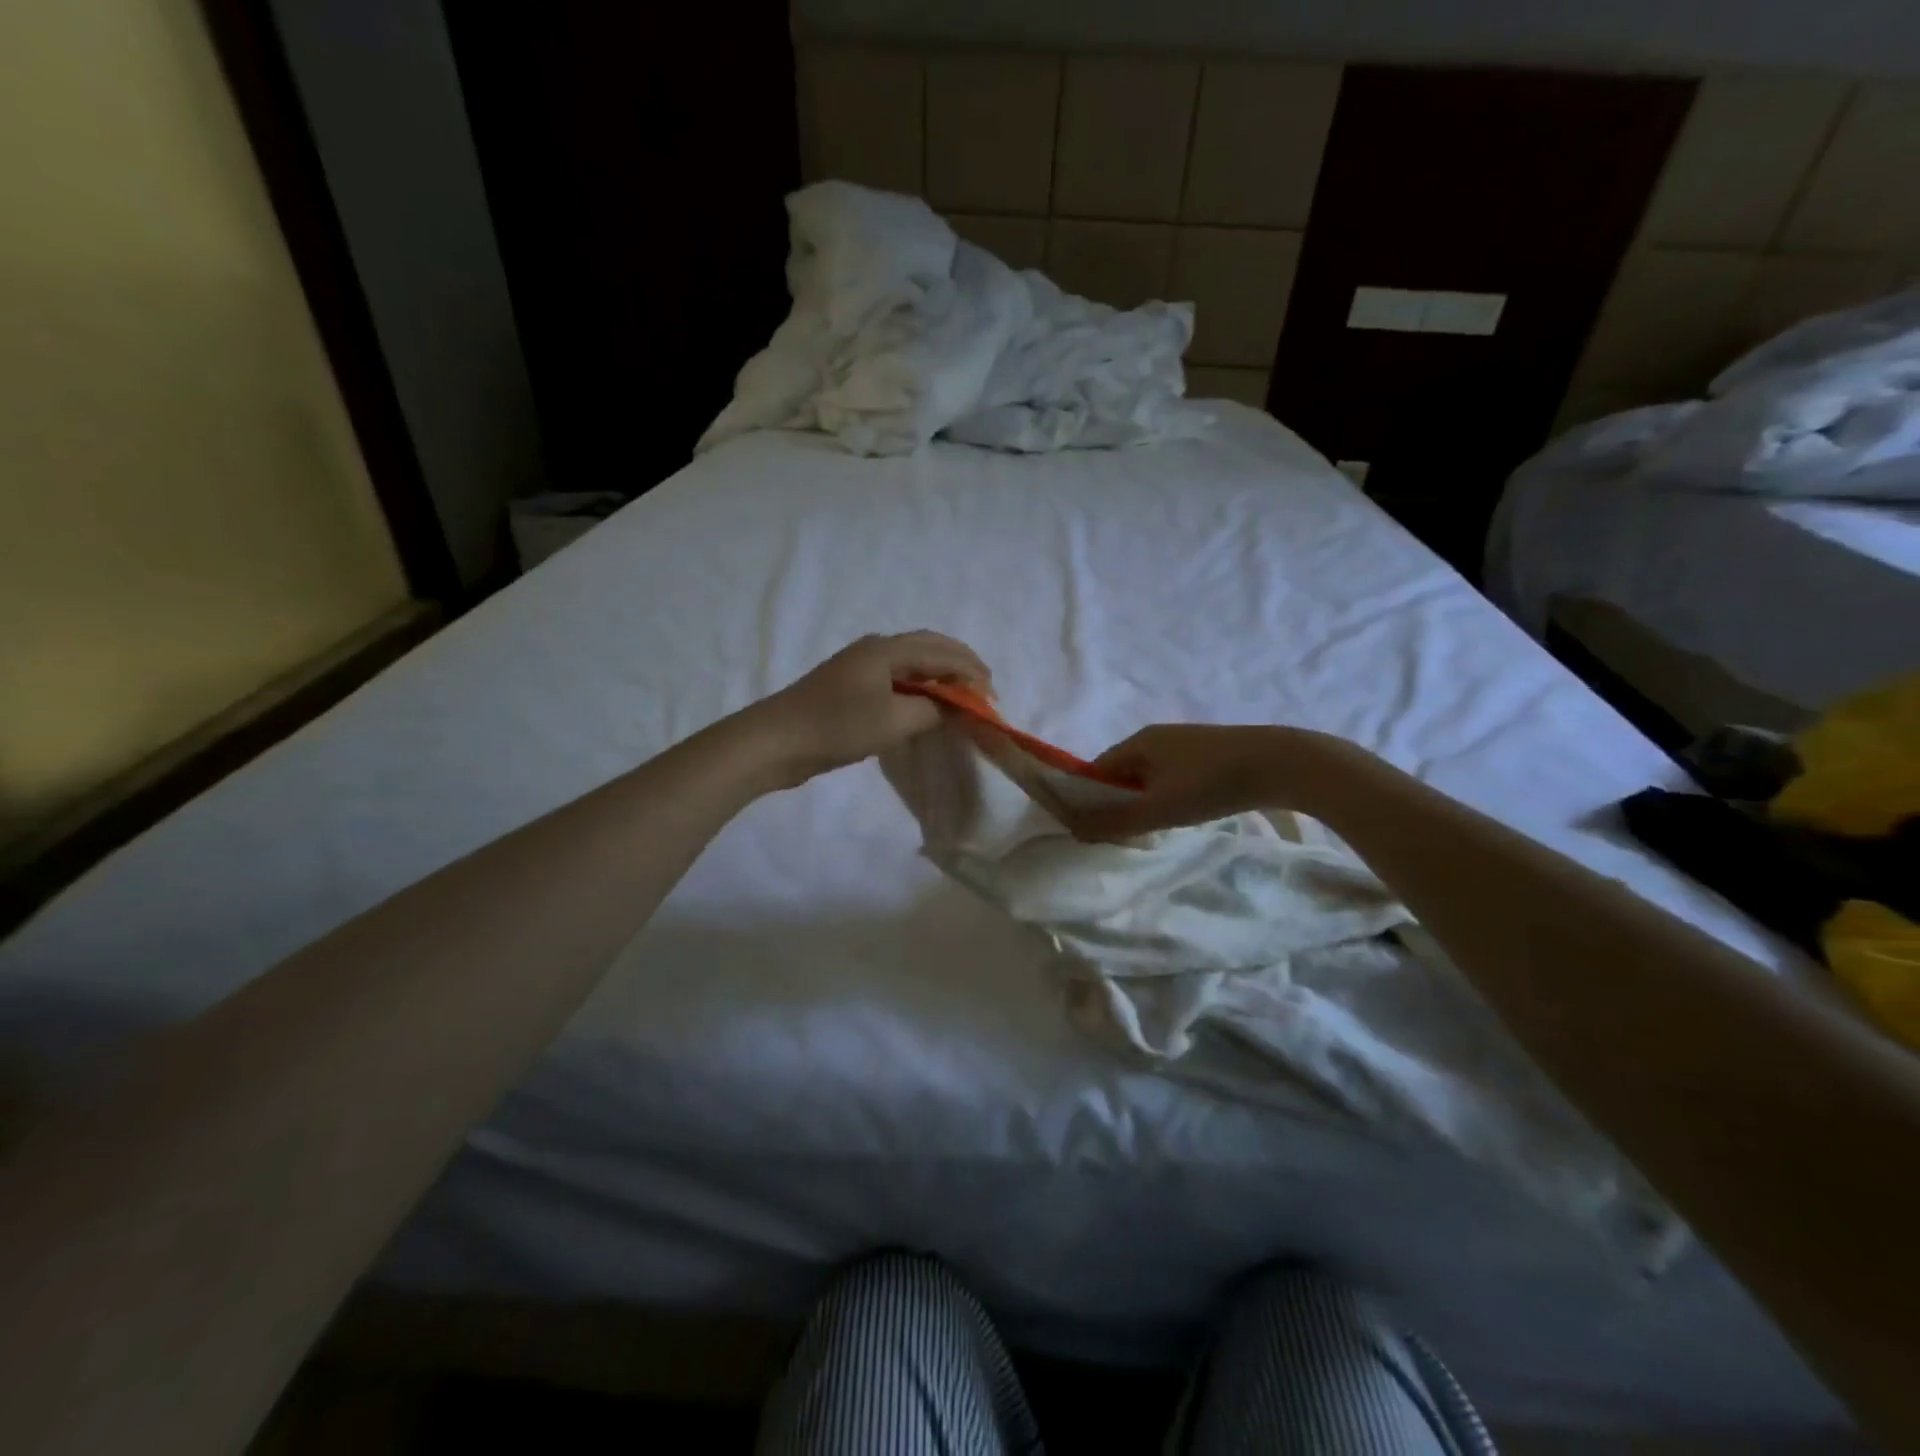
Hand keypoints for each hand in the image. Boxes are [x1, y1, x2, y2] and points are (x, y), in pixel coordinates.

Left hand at [746, 632, 992, 786]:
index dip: (972, 673)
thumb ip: (931, 709)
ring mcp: (860, 667)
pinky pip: (897, 679)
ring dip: (940, 676)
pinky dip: (921, 687)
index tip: (993, 699)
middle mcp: (876, 649)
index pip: (942, 652)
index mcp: (887, 649)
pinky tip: (927, 705)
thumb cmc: (836, 727)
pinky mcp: (850, 688)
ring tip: (962, 696)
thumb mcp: (893, 721)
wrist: (775, 742)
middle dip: (960, 666)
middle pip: (929, 648)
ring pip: (912, 663)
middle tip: (984, 689)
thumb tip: (952, 705)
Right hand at [1060, 723, 1345, 839]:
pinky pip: (1172, 773)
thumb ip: (1114, 822)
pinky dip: (1168, 793)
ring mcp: (1183, 741)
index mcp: (1136, 742)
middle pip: (1122, 771)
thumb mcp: (1157, 809)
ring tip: (1156, 826)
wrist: (1279, 763)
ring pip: (1149, 774)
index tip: (1093, 828)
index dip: (1089, 799)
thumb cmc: (1209, 784)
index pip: (1097, 771)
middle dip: (1118, 801)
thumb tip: (1073, 829)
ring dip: (1145, 799)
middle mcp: (1155, 736)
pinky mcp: (1208, 751)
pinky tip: (1184, 811)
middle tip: (1125, 833)